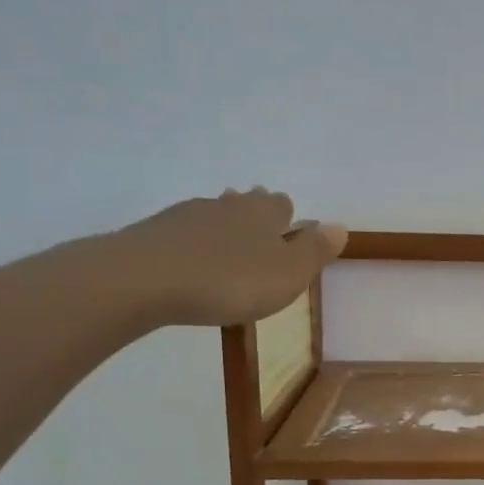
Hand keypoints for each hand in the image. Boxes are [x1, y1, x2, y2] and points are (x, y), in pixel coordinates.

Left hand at [103, 188, 346, 326]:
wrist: (144, 279)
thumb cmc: (229, 280)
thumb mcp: (288, 273)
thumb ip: (316, 250)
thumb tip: (340, 226)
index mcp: (264, 212)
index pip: (284, 205)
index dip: (290, 222)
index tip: (289, 242)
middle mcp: (228, 204)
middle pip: (248, 204)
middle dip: (256, 221)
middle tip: (259, 247)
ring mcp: (187, 215)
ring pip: (215, 216)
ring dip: (223, 232)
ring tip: (226, 258)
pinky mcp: (155, 232)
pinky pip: (184, 234)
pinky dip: (193, 247)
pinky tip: (190, 267)